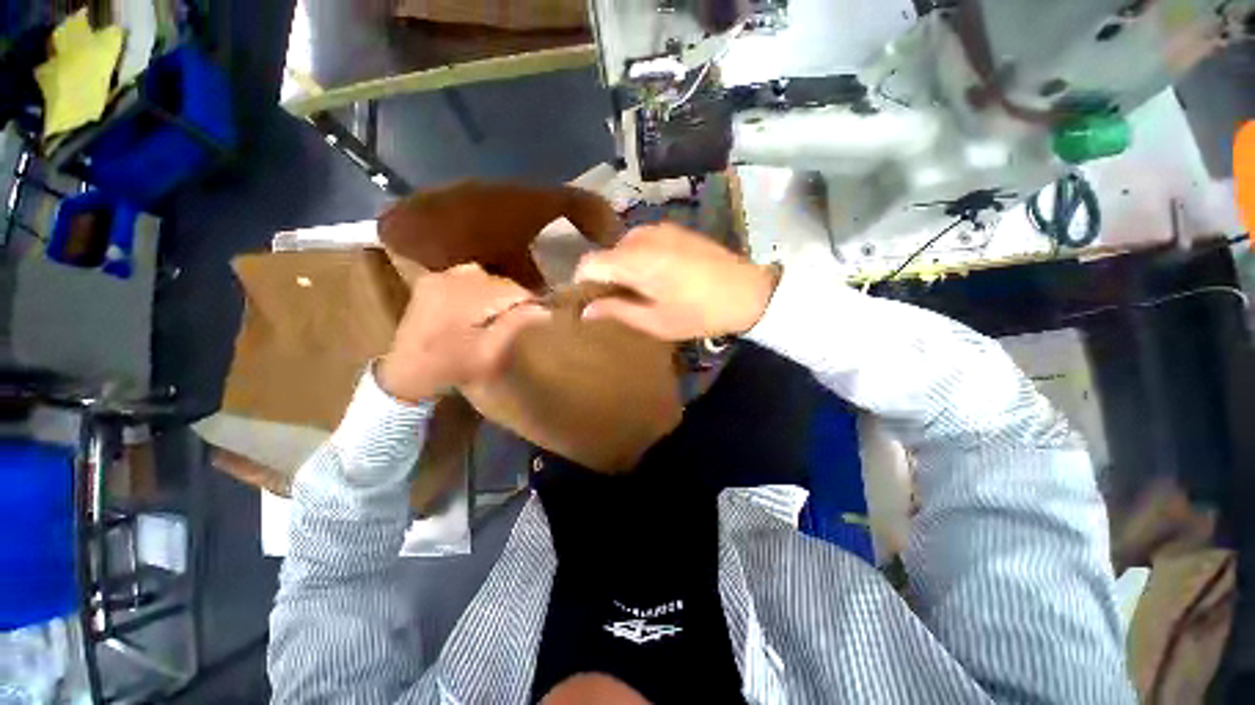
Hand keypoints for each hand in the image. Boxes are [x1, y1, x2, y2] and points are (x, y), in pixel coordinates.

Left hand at [378, 264, 548, 402]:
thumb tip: (544, 309)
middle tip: (521, 317)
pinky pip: (465, 277)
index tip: (540, 315)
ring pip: (484, 277)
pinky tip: (479, 306)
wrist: (405, 373)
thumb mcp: (489, 355)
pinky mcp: (430, 281)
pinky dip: (479, 288)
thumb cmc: (451, 368)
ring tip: (501, 312)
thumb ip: (515, 327)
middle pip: (498, 281)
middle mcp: (451, 280)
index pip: (512, 289)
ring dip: (497, 292)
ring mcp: (437, 278)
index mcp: (465, 299)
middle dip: (513, 297)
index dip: (530, 301)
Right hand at [573, 223, 778, 340]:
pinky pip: (643, 241)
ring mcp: (661, 229)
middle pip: (607, 253)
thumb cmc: (699, 313)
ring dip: (622, 267)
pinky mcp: (675, 229)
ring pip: (624, 246)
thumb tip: (585, 311)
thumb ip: (617, 311)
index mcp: (635, 261)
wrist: (747, 292)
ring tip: (637, 291)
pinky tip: (656, 276)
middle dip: (604, 276)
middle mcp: (643, 237)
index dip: (581, 281)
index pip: (590, 262)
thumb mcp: (655, 321)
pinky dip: (638, 257)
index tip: (586, 300)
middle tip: (615, 301)